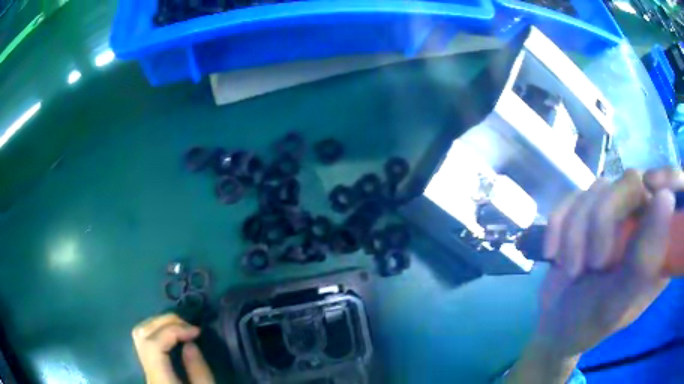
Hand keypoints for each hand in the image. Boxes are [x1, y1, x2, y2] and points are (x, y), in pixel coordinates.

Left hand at [132, 314, 214, 383]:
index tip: (196, 331)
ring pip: (139, 334)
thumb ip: (199, 370)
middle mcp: (147, 370)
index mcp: (161, 379)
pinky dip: (157, 330)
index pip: (154, 345)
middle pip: (142, 334)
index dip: (173, 331)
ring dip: (159, 324)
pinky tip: (172, 335)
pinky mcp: (148, 366)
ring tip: (181, 327)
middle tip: (189, 326)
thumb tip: (189, 343)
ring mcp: (144, 367)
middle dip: (165, 322)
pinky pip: (144, 340)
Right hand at [507, 168, 679, 382]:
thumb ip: (643, 261)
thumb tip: (667, 198)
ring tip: (571, 269)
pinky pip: (573, 196)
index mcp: (659, 244)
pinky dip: (559, 224)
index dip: (669, 177)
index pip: (675, 192)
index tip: (652, 187)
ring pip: (598, 189)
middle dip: (602, 220)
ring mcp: (616, 215)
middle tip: (592, 263)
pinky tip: (554, 253)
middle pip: (630, 182)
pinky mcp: (589, 212)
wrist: (554, 326)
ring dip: (576, 230)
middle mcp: (642, 221)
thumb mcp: (616, 304)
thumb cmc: (589, 323)